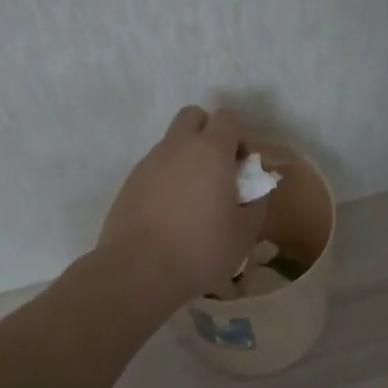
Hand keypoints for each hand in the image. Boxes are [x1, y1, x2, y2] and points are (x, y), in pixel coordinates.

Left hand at [99, 106, 269, 298]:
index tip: (242, 167)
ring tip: (194, 198)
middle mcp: (177, 147)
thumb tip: (256, 188)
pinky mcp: (129, 183)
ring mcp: (149, 163)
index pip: (228, 117)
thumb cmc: (201, 249)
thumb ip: (257, 201)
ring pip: (172, 142)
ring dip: (187, 157)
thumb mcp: (245, 231)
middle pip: (193, 116)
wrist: (138, 271)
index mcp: (211, 151)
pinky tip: (171, 213)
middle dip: (209, 133)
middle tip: (218, 169)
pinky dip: (167, 178)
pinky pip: (154, 167)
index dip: (239, 136)